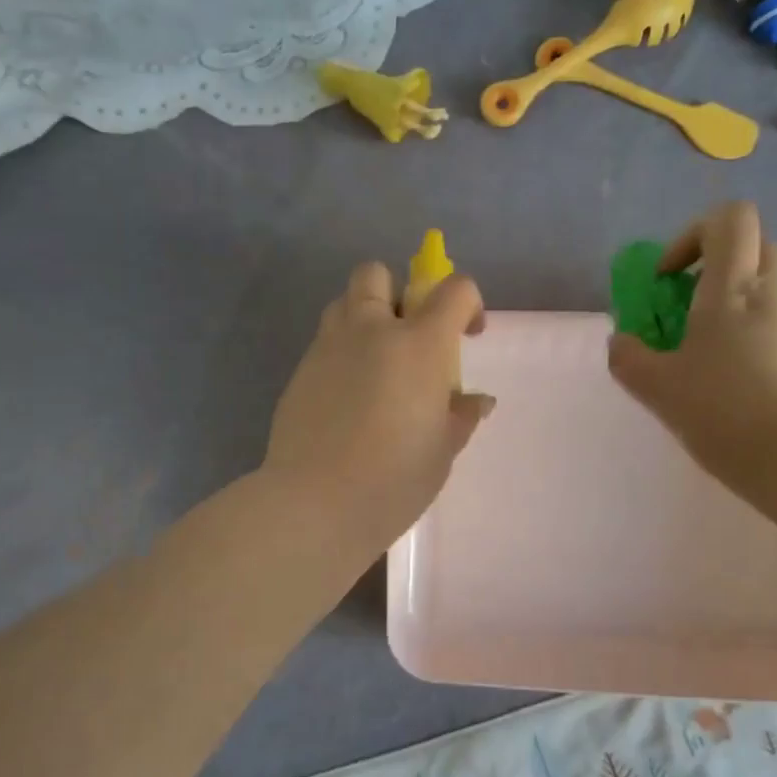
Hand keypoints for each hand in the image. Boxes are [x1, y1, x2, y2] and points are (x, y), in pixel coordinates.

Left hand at [264, 262, 492, 552]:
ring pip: (343, 303)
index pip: (453, 290)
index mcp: (417, 343)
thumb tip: (476, 400)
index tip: (468, 335)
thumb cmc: (394, 478)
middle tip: (409, 338)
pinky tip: (348, 399)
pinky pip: (324, 343)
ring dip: (364, 317)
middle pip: (377, 273)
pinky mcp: (299, 372)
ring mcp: (327, 347)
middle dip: (398, 292)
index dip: (469, 303)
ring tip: (376, 365)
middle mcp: (370, 330)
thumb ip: (460, 415)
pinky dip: (341, 354)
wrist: (316, 503)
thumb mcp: (442, 450)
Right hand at [608, 201, 776, 485]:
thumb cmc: (725, 412)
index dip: (694, 234)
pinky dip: (754, 341)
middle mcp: (775, 294)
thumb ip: (629, 359)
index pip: (730, 219)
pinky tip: (737, 389)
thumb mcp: (659, 389)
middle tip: (686, 310)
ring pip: (768, 292)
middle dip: (715, 268)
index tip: (668, 278)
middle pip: (753, 248)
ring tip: (707, 361)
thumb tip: (621, 343)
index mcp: (733, 289)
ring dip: (734, 308)